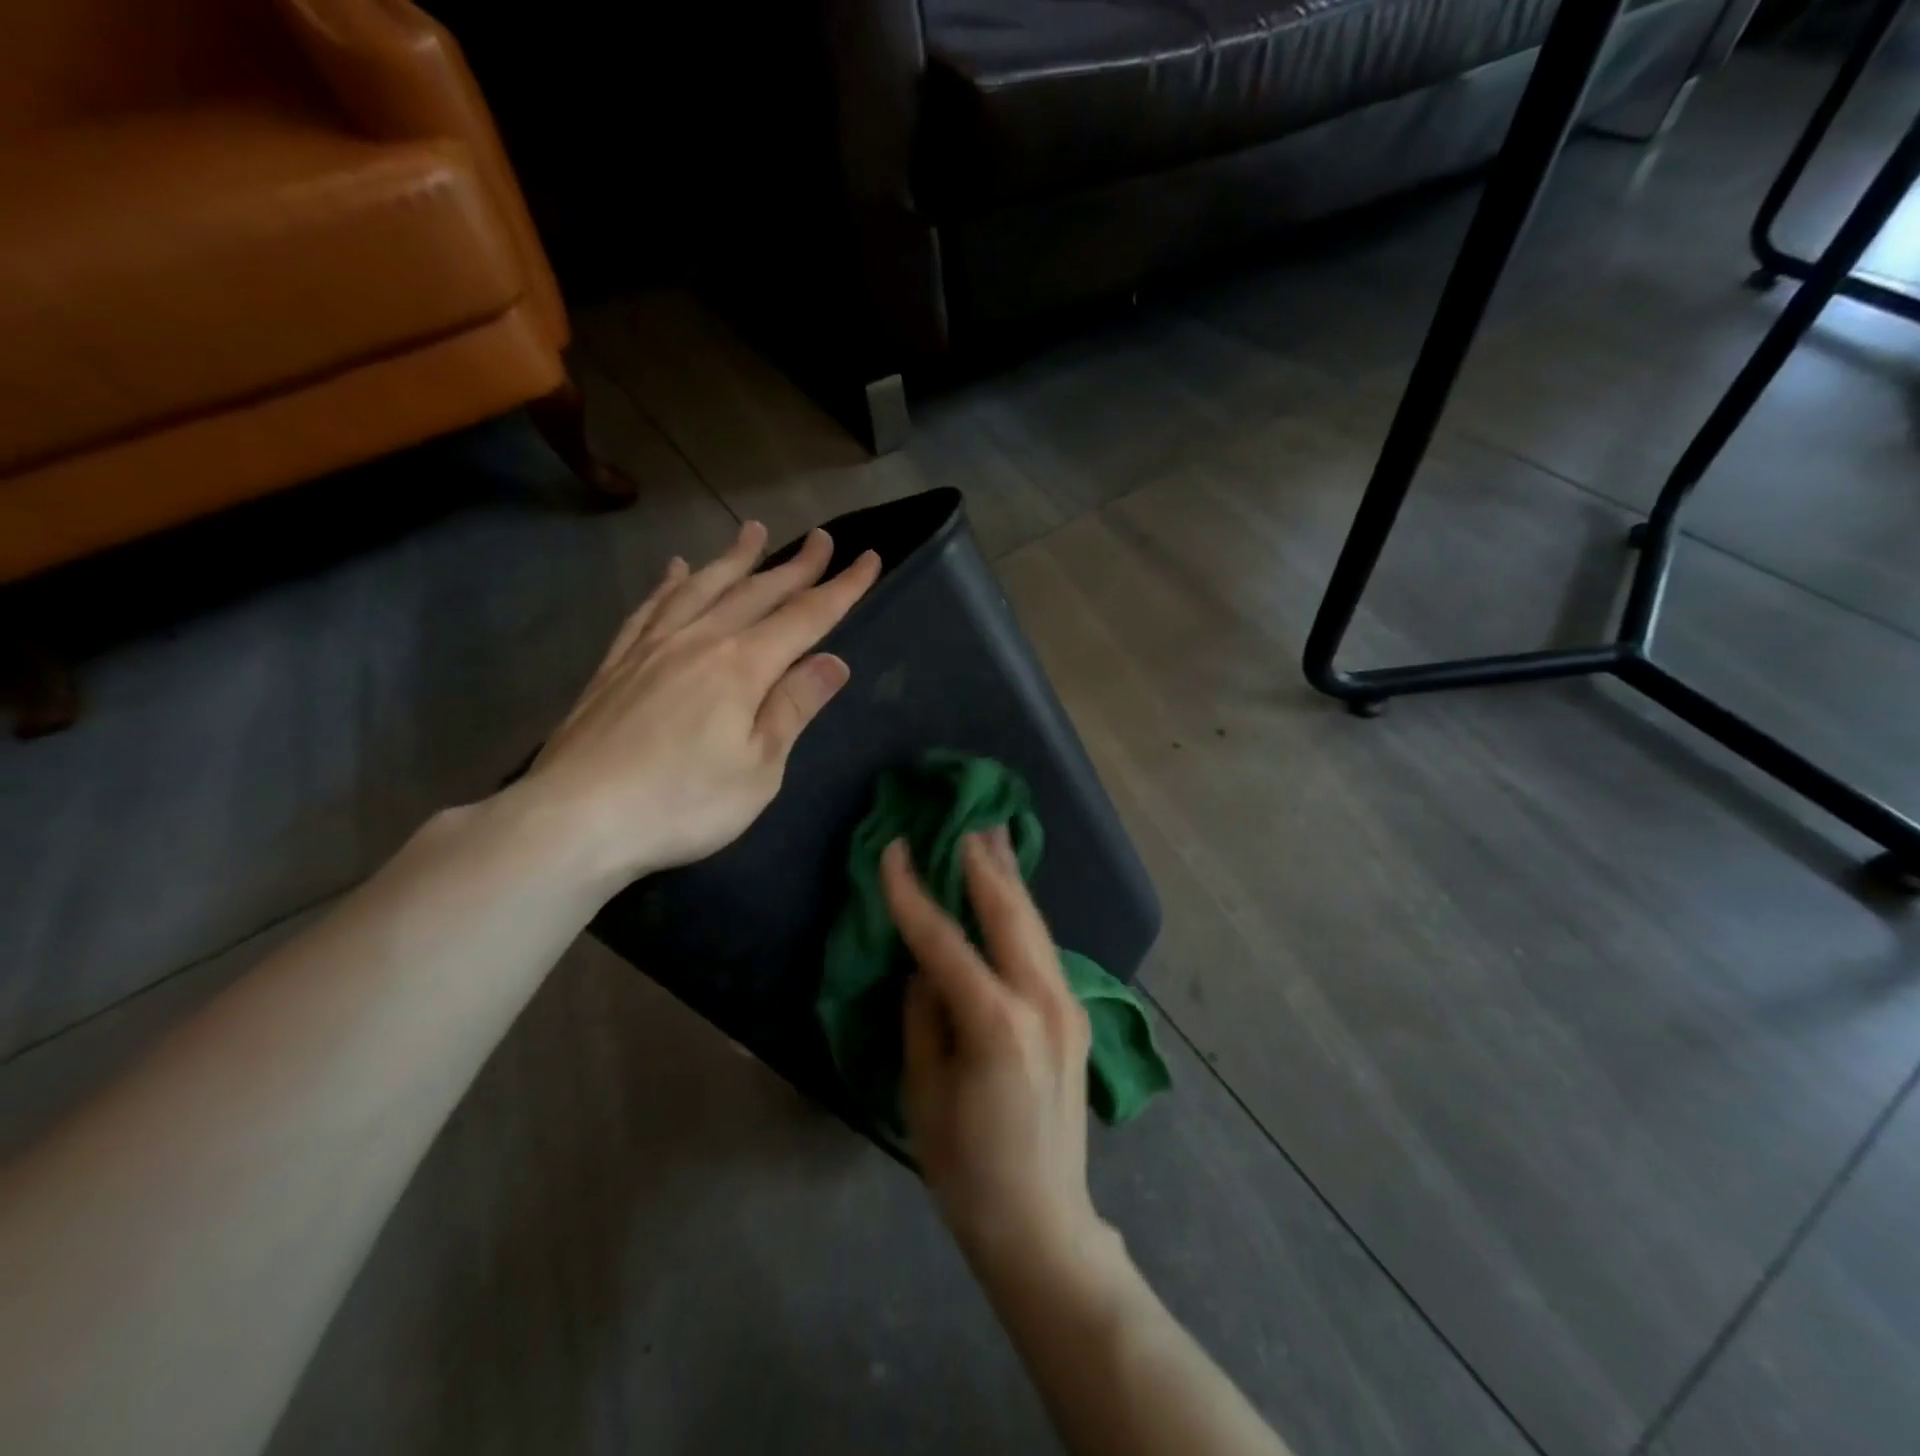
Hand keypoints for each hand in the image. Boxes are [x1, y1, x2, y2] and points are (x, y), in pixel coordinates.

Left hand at [514, 521, 879, 887]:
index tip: (869, 558)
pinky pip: (650, 609)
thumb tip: (833, 662)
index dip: (842, 588)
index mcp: (742, 667)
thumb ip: (793, 708)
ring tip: (753, 532)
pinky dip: (668, 584)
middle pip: (756, 593)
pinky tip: (675, 570)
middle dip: (795, 565)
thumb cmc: (683, 804)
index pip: (806, 618)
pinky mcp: (616, 665)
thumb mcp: (759, 768)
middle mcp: (699, 642)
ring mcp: (652, 648)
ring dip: (733, 559)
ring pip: (702, 588)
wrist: (575, 820)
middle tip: (822, 538)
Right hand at [883, 830, 1104, 1272]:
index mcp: (996, 1023)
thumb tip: (925, 966)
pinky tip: (1013, 895)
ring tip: (996, 837)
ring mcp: (1067, 1004)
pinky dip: (1024, 914)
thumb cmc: (966, 1168)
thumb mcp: (923, 1090)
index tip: (893, 849)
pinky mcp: (1076, 1015)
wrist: (1041, 1221)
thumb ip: (924, 1015)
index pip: (945, 939)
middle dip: (982, 863)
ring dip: (1010, 879)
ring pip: (1034, 924)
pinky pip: (1044, 948)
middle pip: (1007, 913)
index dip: (912, 892)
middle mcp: (1041, 1001)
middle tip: (964, 820)